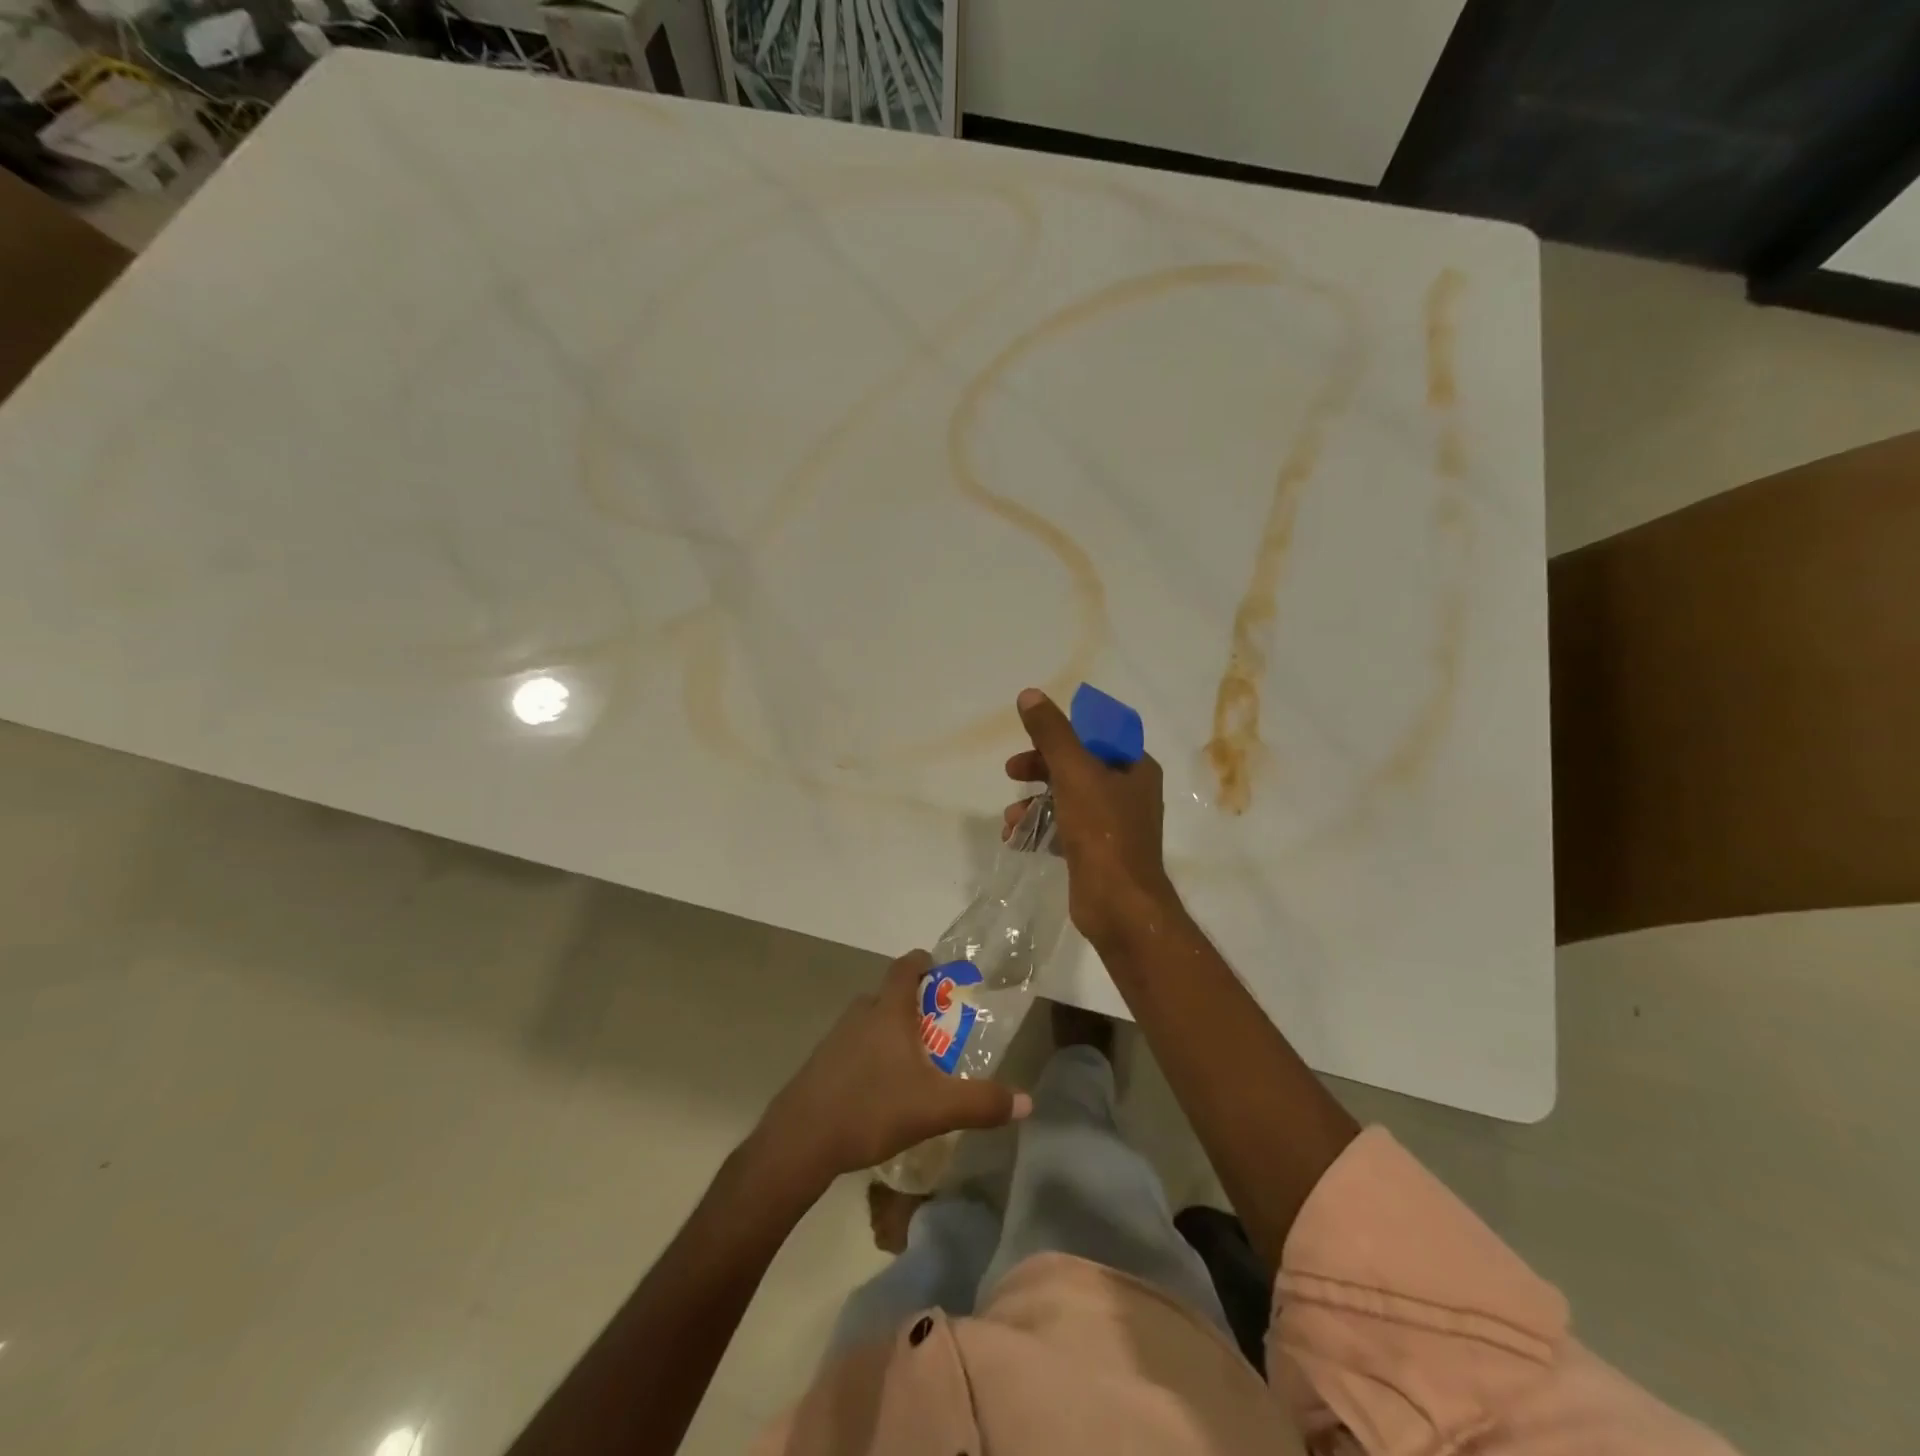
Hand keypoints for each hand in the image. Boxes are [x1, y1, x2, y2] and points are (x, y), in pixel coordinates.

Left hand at [752, 950, 1031, 1188]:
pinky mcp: (820, 1066)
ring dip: (891, 1033)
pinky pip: (852, 1048)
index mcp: (888, 1012)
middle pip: (888, 995)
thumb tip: (1026, 1101)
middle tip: (938, 1028)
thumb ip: (981, 1102)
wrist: (800, 1141)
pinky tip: (880, 1091)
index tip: (939, 967)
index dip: (923, 962)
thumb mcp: (935, 1108)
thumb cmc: (871, 1108)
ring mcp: (835, 1039)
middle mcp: (861, 1015)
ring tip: (913, 1062)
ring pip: (869, 1023)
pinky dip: (870, 1057)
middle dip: (913, 1006)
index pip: (906, 967)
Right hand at [1004, 687, 1176, 946]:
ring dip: (1034, 803)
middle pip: (1078, 766)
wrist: (1119, 904)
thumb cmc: (1102, 831)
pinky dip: (1041, 829)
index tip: (1030, 741)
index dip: (1061, 734)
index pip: (1096, 735)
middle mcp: (1129, 792)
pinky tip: (1016, 839)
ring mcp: (1115, 825)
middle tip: (1011, 772)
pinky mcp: (1098, 852)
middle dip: (1040, 769)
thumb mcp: (1074, 772)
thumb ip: (1051, 733)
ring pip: (1067, 799)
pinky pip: (1065, 828)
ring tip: (1010, 820)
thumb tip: (1029, 694)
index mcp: (1135, 767)